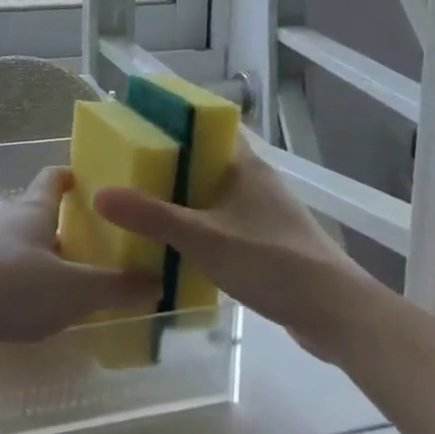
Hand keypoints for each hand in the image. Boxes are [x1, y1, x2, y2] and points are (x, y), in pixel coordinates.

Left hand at [0, 167, 159, 347]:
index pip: (55, 177)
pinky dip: (21, 277)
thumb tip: (157, 282)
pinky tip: (31, 304)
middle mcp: (7, 217)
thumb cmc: (11, 284)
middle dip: (66, 225)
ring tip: (70, 279)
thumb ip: (115, 288)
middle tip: (97, 243)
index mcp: (34, 209)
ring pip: (21, 241)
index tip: (94, 182)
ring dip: (43, 254)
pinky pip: (2, 266)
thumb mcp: (73, 291)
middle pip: (39, 211)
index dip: (74, 176)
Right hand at [93, 140, 360, 360]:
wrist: (334, 313)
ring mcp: (263, 213)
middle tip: (127, 171)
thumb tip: (99, 193)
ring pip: (213, 195)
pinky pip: (222, 223)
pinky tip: (175, 245)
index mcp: (245, 165)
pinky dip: (199, 227)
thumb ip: (152, 216)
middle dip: (169, 164)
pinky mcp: (267, 243)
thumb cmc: (271, 260)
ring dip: (183, 199)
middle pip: (205, 161)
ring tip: (141, 206)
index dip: (175, 121)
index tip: (139, 125)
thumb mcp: (203, 237)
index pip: (208, 126)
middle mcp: (254, 181)